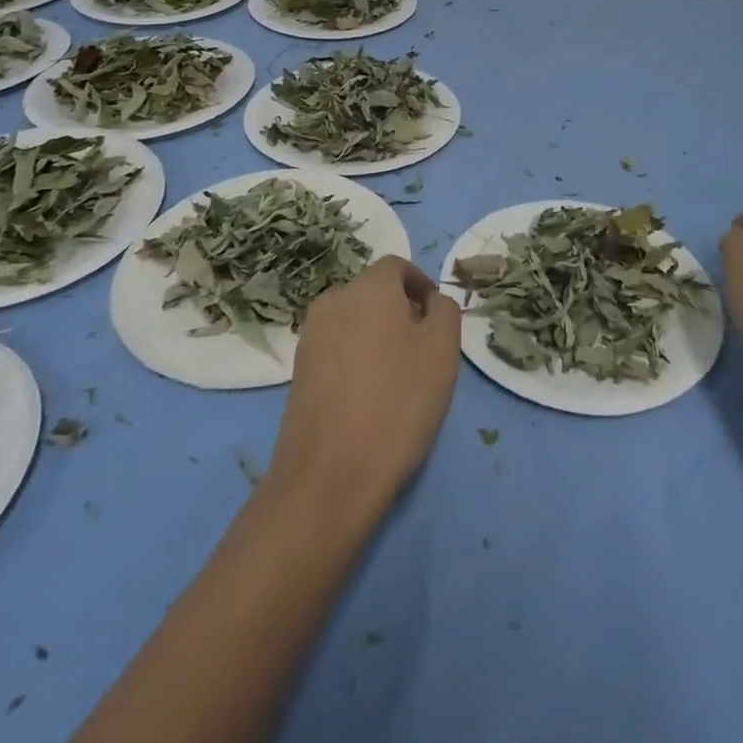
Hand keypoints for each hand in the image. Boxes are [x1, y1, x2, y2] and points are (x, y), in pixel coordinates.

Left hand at [266, 257, 460, 520]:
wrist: (329, 476)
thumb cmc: (397, 402)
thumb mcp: (442, 351)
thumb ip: (445, 311)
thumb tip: (431, 302)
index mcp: (368, 288)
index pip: (397, 266)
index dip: (421, 285)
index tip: (438, 318)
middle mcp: (333, 301)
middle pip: (374, 292)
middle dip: (401, 310)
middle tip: (423, 350)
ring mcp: (310, 337)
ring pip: (354, 320)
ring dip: (378, 335)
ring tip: (398, 377)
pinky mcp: (298, 371)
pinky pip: (337, 347)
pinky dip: (356, 358)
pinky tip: (370, 396)